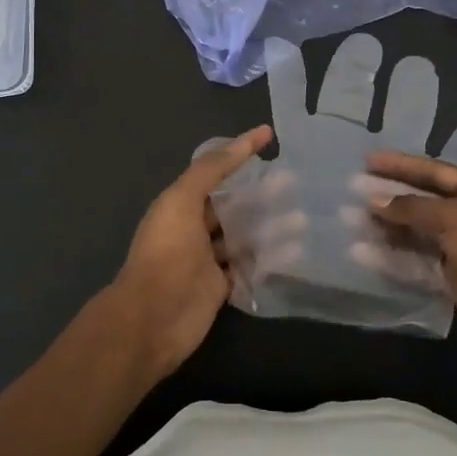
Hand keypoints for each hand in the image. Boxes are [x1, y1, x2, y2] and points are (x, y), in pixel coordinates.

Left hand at [109, 126, 273, 377]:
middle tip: (296, 183)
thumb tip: (245, 139)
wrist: (153, 319)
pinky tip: (296, 251)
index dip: (240, 152)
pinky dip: (270, 259)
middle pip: (234, 204)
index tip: (269, 136)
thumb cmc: (167, 253)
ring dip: (272, 226)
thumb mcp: (182, 200)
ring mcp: (208, 259)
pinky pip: (249, 266)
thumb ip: (211, 169)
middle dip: (263, 192)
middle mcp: (194, 227)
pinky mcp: (221, 287)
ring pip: (244, 235)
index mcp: (181, 203)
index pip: (216, 170)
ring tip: (303, 219)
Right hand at [364, 151, 456, 359]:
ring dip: (385, 226)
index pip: (435, 171)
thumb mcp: (455, 219)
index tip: (368, 160)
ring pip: (415, 230)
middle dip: (388, 195)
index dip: (401, 165)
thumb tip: (373, 200)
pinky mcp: (449, 275)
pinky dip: (391, 255)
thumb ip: (412, 207)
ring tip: (350, 219)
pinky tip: (363, 251)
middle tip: (353, 189)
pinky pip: (415, 259)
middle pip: (422, 200)